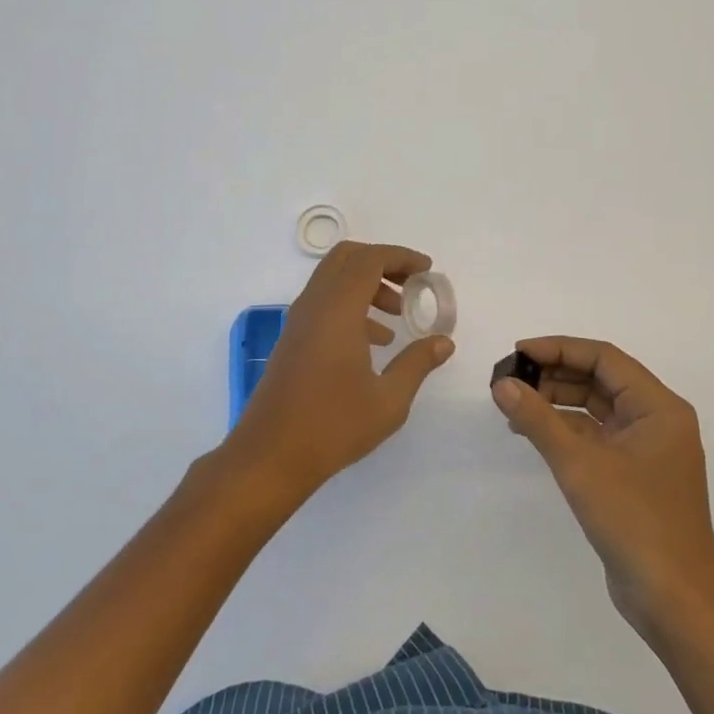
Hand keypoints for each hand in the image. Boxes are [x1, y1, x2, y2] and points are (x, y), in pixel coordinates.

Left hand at [226, 241, 454, 501]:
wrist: (269, 457)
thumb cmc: (333, 426)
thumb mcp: (389, 400)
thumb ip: (417, 363)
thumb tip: (443, 342)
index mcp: (337, 310)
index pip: (370, 260)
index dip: (401, 257)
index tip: (427, 270)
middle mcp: (314, 306)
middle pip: (346, 258)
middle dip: (382, 262)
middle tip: (411, 283)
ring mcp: (298, 322)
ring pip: (333, 279)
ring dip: (367, 284)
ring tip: (397, 315)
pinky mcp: (292, 340)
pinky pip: (324, 303)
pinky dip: (351, 304)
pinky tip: (373, 342)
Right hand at [492, 337, 713, 643]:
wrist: (675, 601)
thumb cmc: (635, 522)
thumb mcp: (580, 465)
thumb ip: (538, 420)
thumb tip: (502, 384)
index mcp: (658, 407)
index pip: (604, 358)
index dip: (559, 349)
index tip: (518, 353)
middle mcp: (657, 420)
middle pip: (600, 380)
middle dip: (555, 375)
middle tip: (510, 378)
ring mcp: (647, 449)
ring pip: (596, 408)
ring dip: (557, 402)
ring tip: (514, 403)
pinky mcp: (634, 475)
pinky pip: (597, 436)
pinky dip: (566, 430)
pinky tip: (532, 432)